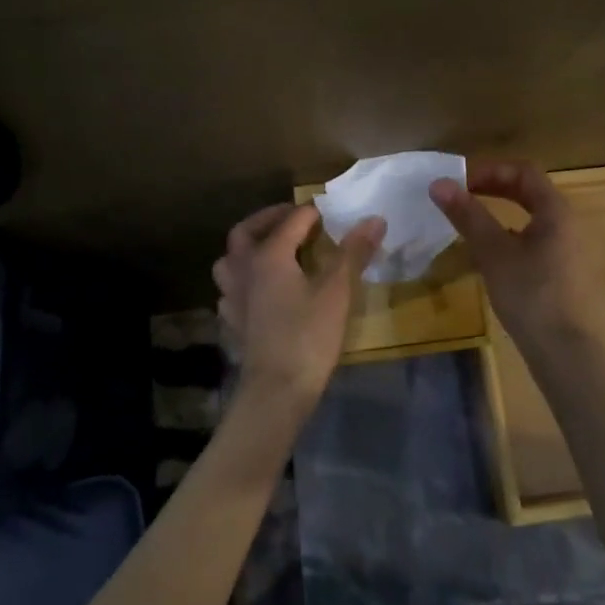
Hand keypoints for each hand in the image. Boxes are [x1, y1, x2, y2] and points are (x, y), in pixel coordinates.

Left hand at [212, 204, 385, 413]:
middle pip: (245, 232)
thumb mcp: (337, 291)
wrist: (276, 391)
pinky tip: (259, 291)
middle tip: (291, 218)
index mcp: (269, 255)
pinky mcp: (233, 322)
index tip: (330, 213)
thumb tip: (374, 218)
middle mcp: (243, 269)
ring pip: (230, 261)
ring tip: (271, 251)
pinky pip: (231, 291)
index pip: (291, 221)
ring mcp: (233, 298)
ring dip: (248, 249)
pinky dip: (244, 281)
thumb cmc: (308, 336)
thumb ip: (354, 251)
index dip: (312, 213)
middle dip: (267, 219)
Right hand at [430, 160, 591, 350]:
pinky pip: (535, 236)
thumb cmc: (530, 295)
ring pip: (531, 214)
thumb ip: (467, 215)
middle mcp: (567, 222)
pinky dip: (510, 232)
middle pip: (528, 190)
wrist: (566, 353)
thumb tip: (439, 183)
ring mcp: (568, 247)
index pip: (523, 171)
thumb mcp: (493, 252)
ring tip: (470, 219)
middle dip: (493, 187)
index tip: (459, 181)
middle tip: (461, 194)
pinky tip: (490, 252)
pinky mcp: (564, 270)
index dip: (489, 169)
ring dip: (500, 209)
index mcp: (556, 210)